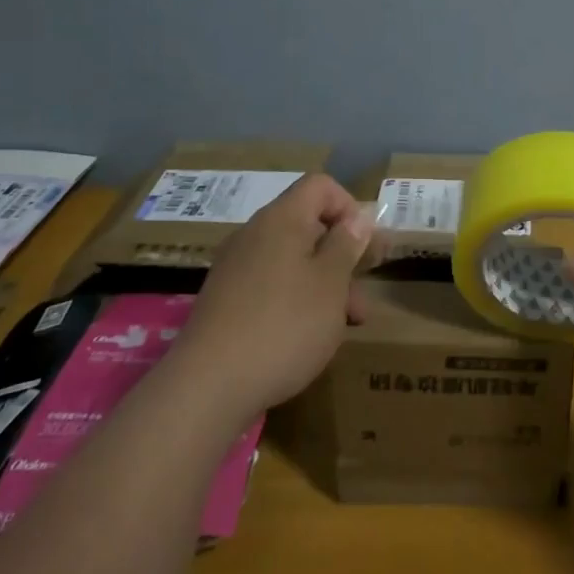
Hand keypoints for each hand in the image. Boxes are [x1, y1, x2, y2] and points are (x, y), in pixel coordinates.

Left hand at [172, 173, 372, 420]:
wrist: (207, 387)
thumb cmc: (283, 326)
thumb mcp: (330, 284)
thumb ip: (347, 245)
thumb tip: (357, 217)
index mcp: (281, 219)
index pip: (320, 186)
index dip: (349, 207)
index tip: (365, 246)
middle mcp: (254, 235)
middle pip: (307, 226)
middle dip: (342, 255)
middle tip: (363, 294)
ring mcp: (235, 269)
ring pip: (292, 261)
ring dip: (324, 284)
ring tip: (345, 325)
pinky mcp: (225, 301)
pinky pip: (270, 285)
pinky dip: (296, 301)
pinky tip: (307, 337)